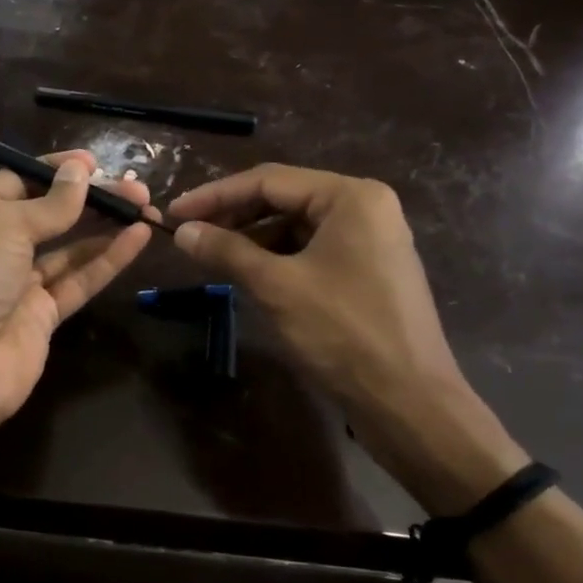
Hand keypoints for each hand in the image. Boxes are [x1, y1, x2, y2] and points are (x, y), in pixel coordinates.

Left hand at [0, 150, 153, 435]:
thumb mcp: (5, 225)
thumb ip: (50, 203)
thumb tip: (80, 171)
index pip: (20, 180)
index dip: (57, 170)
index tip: (96, 163)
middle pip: (50, 214)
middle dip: (91, 198)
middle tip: (135, 187)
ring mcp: (20, 283)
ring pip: (70, 248)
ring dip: (106, 227)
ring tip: (145, 207)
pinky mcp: (43, 316)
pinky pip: (80, 280)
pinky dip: (108, 260)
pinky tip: (138, 238)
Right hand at [168, 164, 526, 514]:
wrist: (409, 402)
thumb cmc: (342, 333)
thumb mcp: (276, 287)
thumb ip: (226, 251)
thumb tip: (182, 232)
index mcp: (351, 197)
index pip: (269, 181)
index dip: (215, 195)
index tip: (174, 213)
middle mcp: (365, 207)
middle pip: (284, 199)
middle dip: (234, 216)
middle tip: (188, 234)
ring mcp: (371, 240)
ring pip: (296, 227)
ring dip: (253, 239)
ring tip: (212, 257)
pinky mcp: (369, 270)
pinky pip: (312, 251)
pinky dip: (277, 259)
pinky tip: (249, 275)